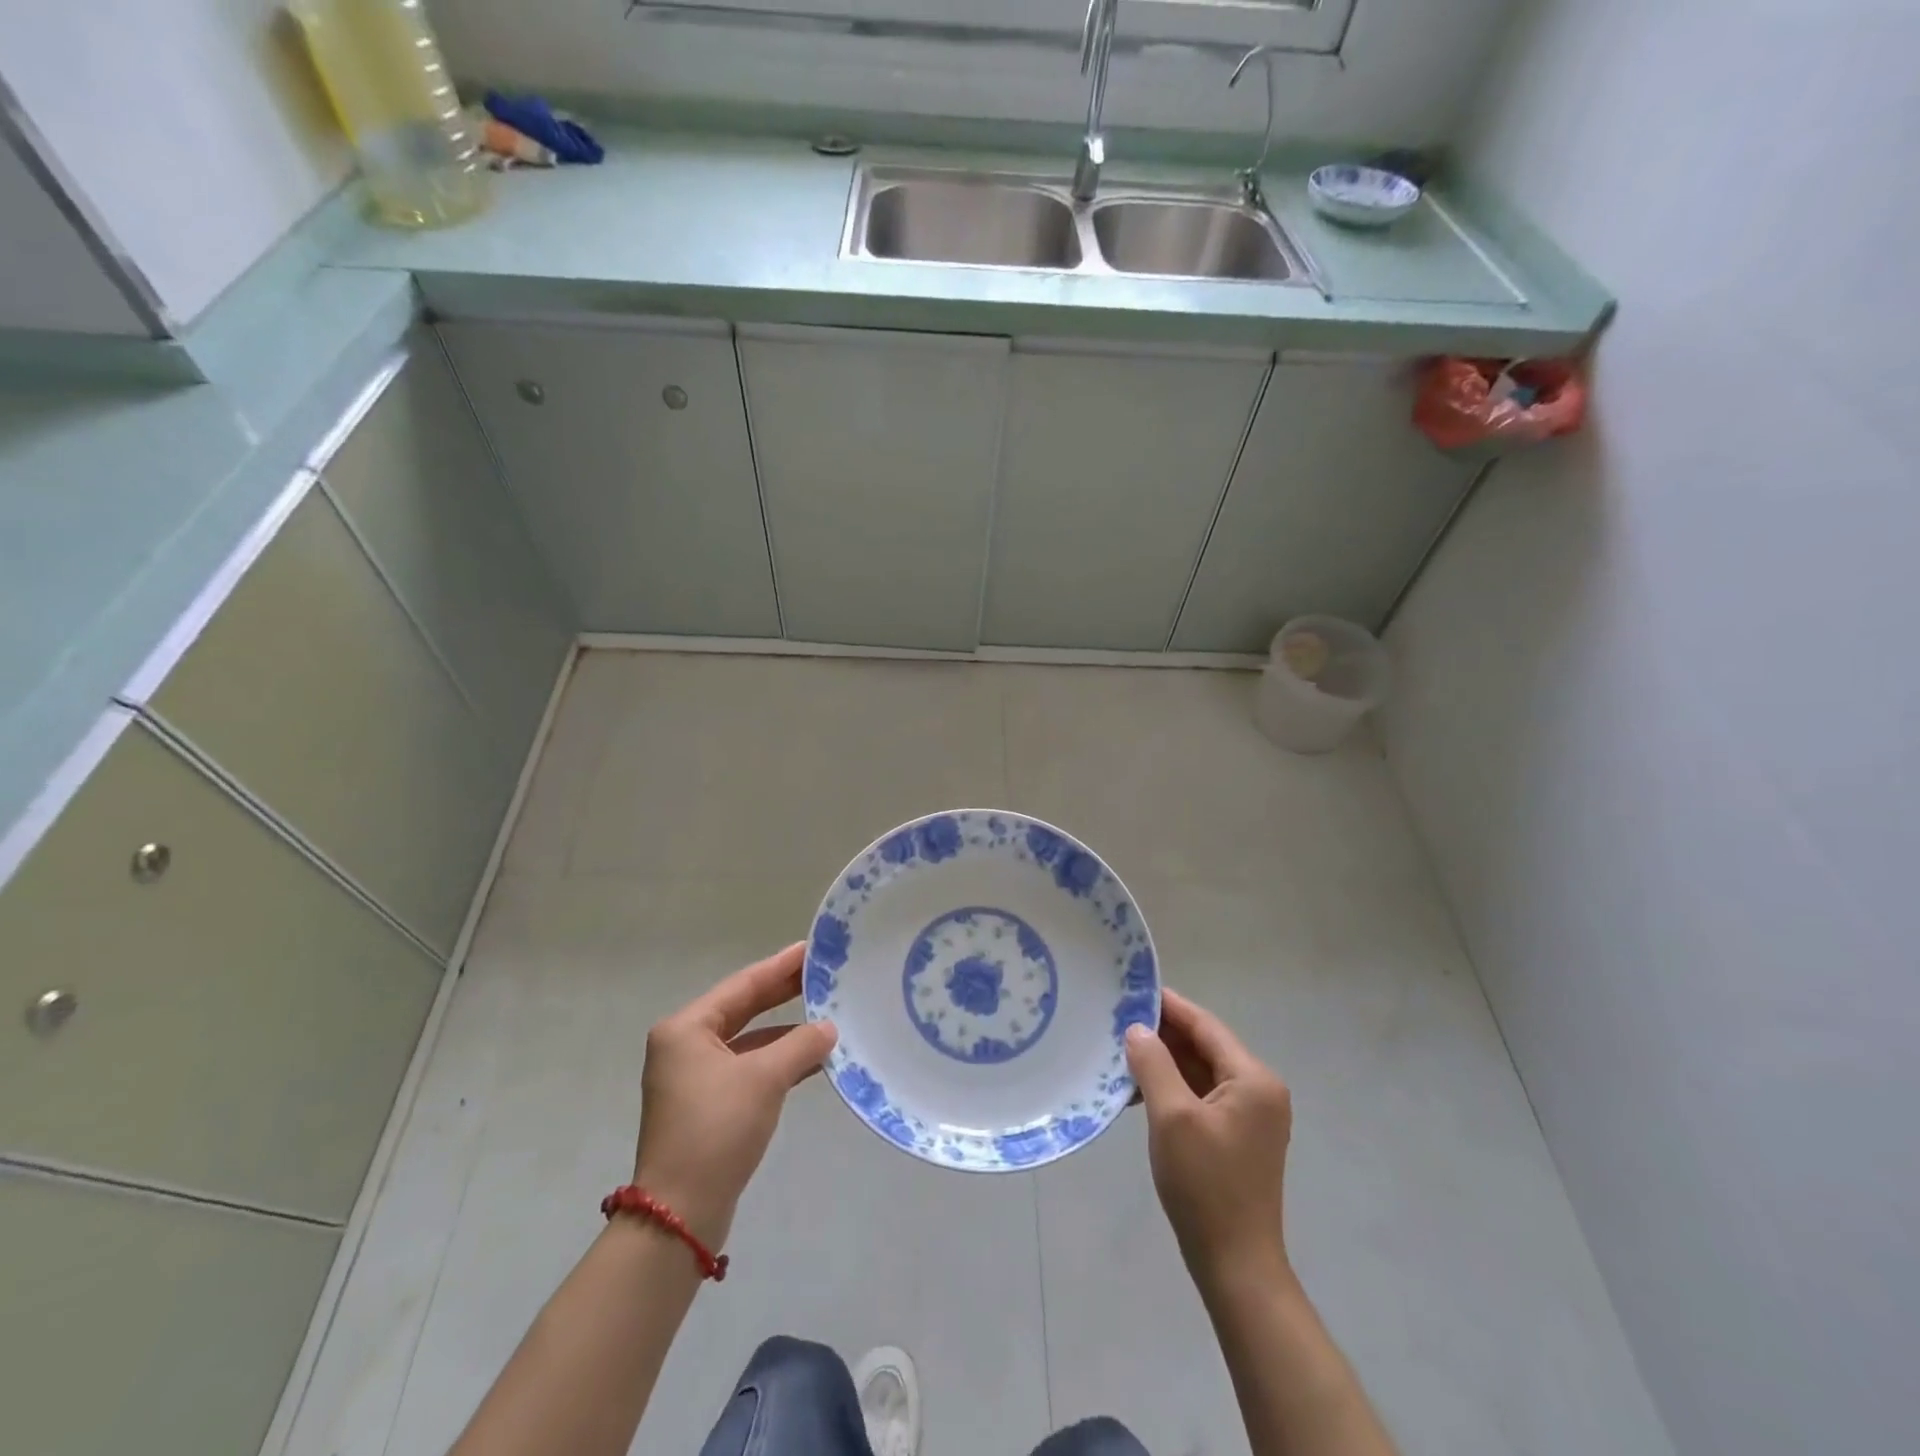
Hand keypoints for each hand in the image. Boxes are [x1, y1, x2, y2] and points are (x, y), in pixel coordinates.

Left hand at [632, 943, 836, 1249]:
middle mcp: (684, 1046)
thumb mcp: (764, 1079)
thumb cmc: (717, 1130)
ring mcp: (693, 1078)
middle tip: (822, 974)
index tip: (812, 949)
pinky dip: (777, 1062)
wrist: (680, 1213)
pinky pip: (747, 1068)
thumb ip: (800, 1045)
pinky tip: (811, 1060)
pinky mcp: (706, 1106)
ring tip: (827, 1015)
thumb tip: (828, 1029)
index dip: (780, 966)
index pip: (743, 985)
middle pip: (743, 1009)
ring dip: (785, 1032)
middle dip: (783, 994)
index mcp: (686, 1029)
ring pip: (748, 1041)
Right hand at [1125, 989, 1292, 1283]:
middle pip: (1205, 1046)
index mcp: (1253, 1079)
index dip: (1168, 1006)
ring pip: (1201, 1071)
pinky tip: (1140, 1089)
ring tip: (1121, 1051)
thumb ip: (1154, 1064)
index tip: (1132, 989)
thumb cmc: (1206, 1185)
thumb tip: (1137, 1029)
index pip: (1205, 1025)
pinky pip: (1202, 1096)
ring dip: (1165, 1061)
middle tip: (1118, 1020)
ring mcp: (1251, 1115)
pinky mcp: (1237, 1136)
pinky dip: (1173, 1087)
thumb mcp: (1172, 1117)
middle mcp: (1258, 1090)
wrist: (1236, 1265)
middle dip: (1163, 1034)